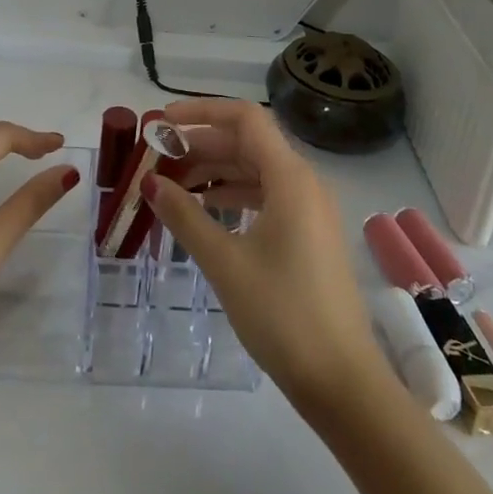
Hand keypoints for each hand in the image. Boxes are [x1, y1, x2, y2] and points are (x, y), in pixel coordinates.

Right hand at [144, 99, 385, 408]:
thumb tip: (149, 182)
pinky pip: (267, 196)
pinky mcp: (310, 234)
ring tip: (173, 185)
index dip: (201, 111)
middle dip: (201, 144)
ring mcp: (310, 209)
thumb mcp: (225, 262)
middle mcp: (304, 182)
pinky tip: (206, 212)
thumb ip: (184, 216)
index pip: (244, 118)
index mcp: (290, 177)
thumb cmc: (282, 314)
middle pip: (247, 143)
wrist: (343, 383)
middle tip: (158, 158)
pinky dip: (234, 195)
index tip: (163, 122)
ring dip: (215, 171)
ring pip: (256, 170)